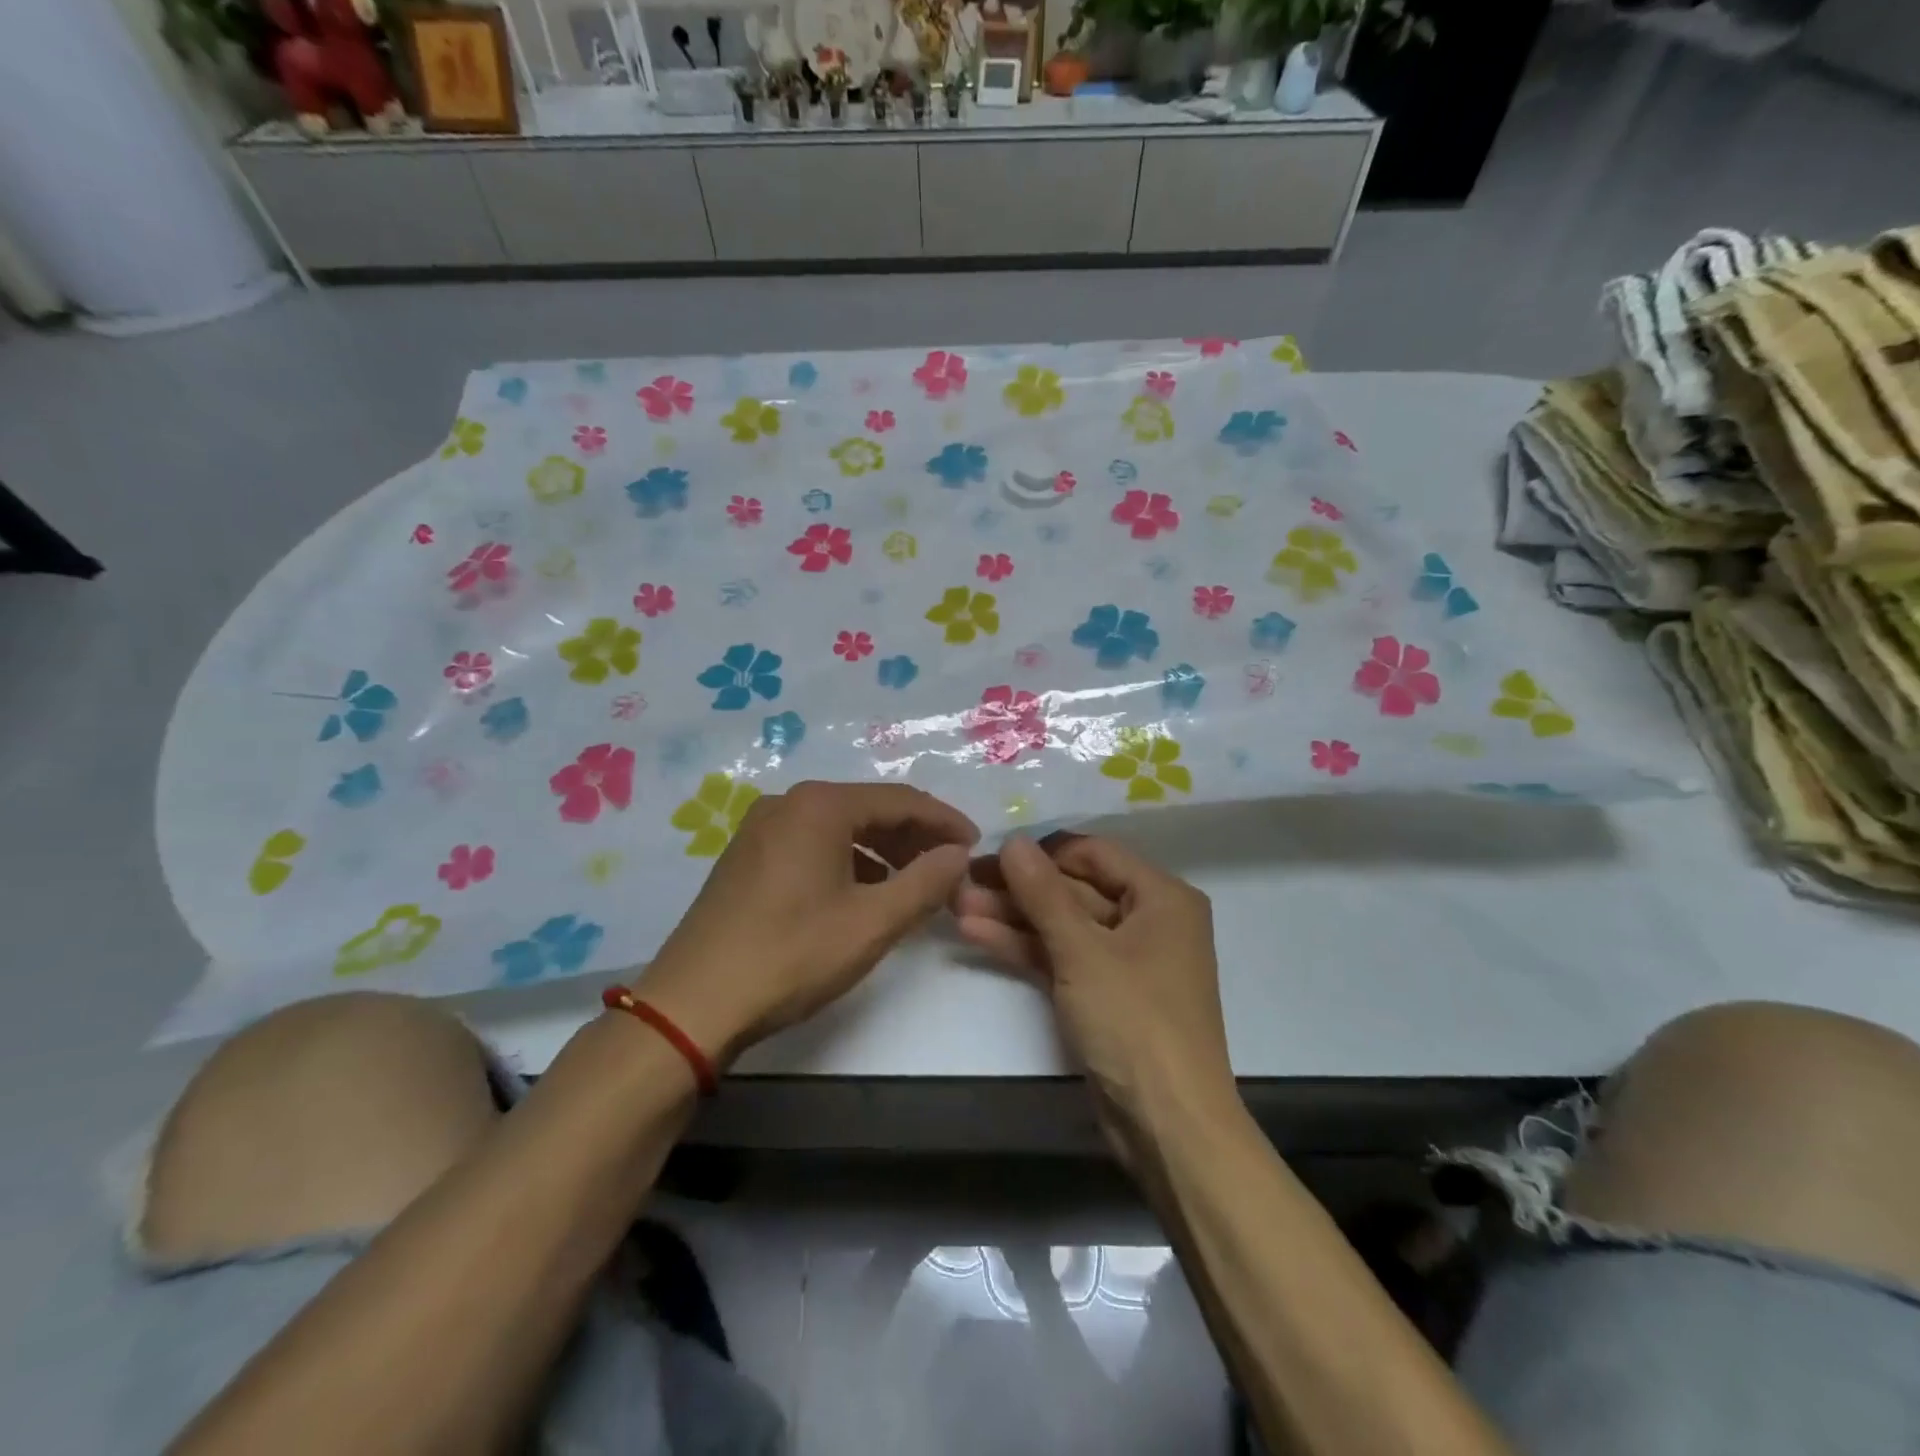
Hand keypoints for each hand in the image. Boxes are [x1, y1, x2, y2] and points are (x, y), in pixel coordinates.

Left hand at [635, 781, 978, 1064]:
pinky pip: (813, 845)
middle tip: (949, 869)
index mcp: (820, 805)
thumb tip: (958, 854)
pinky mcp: (747, 856)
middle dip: (914, 837)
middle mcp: (789, 803)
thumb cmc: (791, 955)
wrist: (693, 1004)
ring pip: (840, 828)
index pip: (901, 800)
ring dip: (883, 852)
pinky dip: (848, 863)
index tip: (975, 846)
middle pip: (869, 809)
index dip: (944, 821)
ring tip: (914, 884)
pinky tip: (864, 894)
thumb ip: (925, 882)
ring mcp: (761, 828)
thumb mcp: (872, 923)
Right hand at [953, 834, 1234, 1137]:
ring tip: (957, 905)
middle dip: (1018, 889)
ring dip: (1013, 917)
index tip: (991, 852)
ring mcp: (1124, 960)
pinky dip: (1025, 947)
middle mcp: (1147, 921)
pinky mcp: (1103, 995)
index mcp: (1161, 897)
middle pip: (1074, 890)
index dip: (1042, 852)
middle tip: (962, 882)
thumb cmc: (1135, 1022)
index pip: (1093, 854)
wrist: (1168, 1126)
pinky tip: (977, 934)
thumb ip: (1044, 893)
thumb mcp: (1083, 951)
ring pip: (1062, 926)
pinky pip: (1062, 958)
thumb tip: (1014, 841)